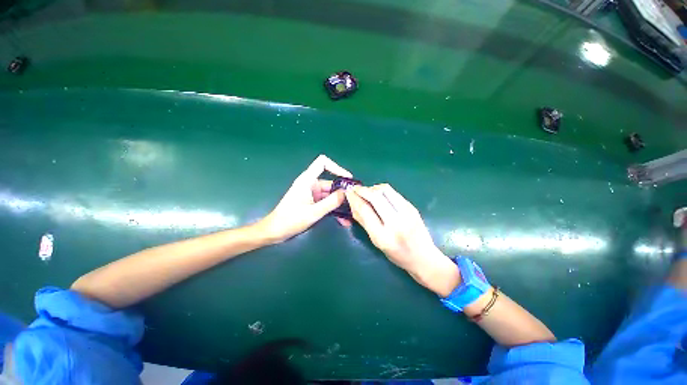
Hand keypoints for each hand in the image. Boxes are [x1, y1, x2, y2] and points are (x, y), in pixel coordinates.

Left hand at [257, 155, 352, 243]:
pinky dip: (334, 209)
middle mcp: (311, 184)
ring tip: (351, 215)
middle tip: (355, 202)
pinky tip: (343, 220)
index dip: (336, 167)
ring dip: (340, 204)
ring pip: (331, 195)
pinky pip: (327, 203)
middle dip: (343, 192)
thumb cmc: (291, 219)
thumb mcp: (314, 212)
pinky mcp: (313, 203)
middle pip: (331, 183)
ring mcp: (312, 194)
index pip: (322, 163)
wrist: (275, 231)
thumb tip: (346, 193)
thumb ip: (331, 202)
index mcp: (308, 180)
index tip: (347, 179)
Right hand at [345, 184, 459, 296]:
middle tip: (356, 189)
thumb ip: (364, 222)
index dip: (354, 198)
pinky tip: (379, 196)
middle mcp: (396, 223)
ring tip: (368, 193)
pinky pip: (393, 192)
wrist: (424, 257)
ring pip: (385, 190)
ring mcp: (407, 212)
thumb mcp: (376, 242)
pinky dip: (382, 191)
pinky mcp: (412, 206)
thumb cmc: (397, 255)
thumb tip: (353, 204)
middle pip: (375, 196)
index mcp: (383, 237)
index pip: (365, 210)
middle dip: (363, 189)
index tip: (348, 191)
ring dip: (373, 188)